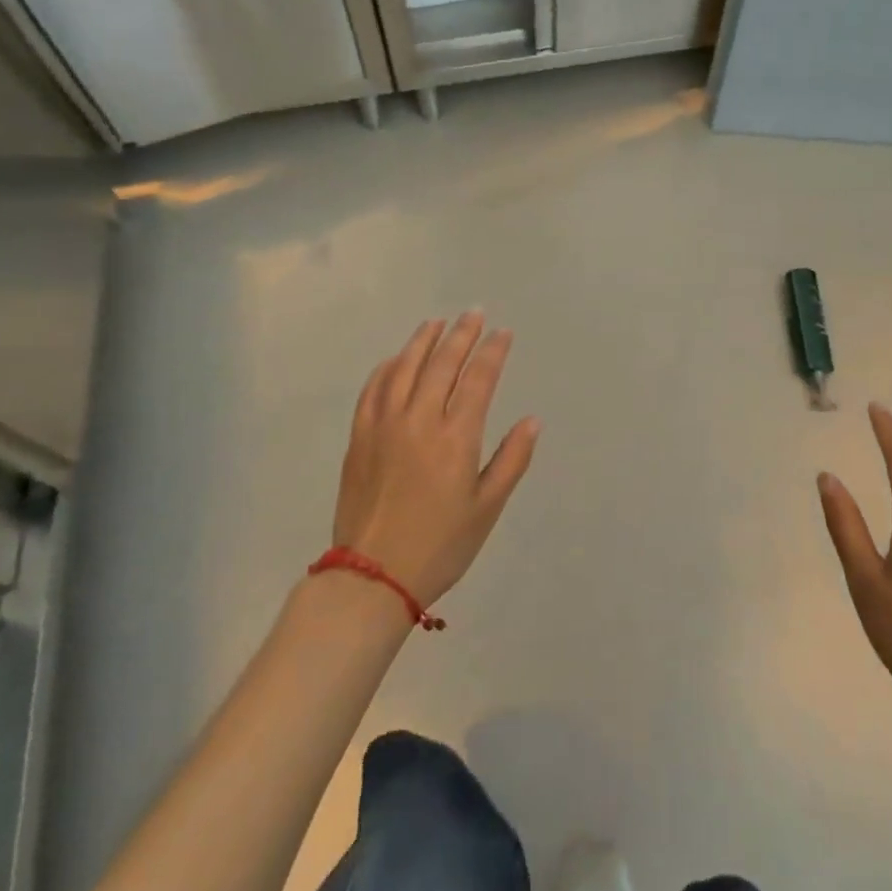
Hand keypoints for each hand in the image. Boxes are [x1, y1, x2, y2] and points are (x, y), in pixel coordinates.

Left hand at [333, 312, 541, 606]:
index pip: (479, 379)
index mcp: (456, 438)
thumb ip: (511, 460)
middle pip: (443, 363)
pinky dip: (387, 367)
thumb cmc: (440, 545)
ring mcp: (384, 425)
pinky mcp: (359, 437)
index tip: (504, 333)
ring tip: (437, 322)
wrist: (372, 576)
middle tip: (475, 313)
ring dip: (423, 340)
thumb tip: (532, 420)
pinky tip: (397, 358)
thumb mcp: (487, 509)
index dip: (493, 352)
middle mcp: (420, 420)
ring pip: (405, 368)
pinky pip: (373, 389)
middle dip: (462, 334)